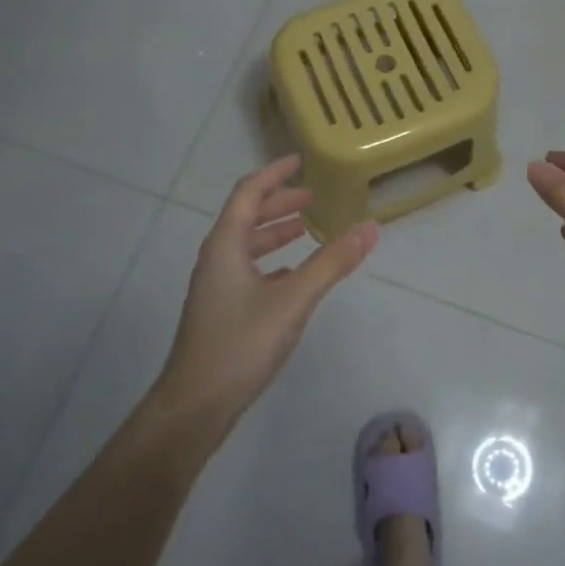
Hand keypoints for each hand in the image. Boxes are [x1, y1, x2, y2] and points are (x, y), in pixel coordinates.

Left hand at [155, 157, 377, 434]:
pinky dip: (272, 261)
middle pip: (247, 216)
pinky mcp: (221, 310)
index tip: (300, 160)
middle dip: (279, 202)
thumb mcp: (293, 300)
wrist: (195, 405)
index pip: (248, 192)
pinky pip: (249, 269)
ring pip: (247, 245)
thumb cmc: (240, 344)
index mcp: (226, 244)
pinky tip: (293, 274)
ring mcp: (216, 285)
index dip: (274, 173)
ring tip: (306, 228)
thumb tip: (370, 228)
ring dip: (275, 232)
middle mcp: (217, 257)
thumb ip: (331, 263)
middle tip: (313, 196)